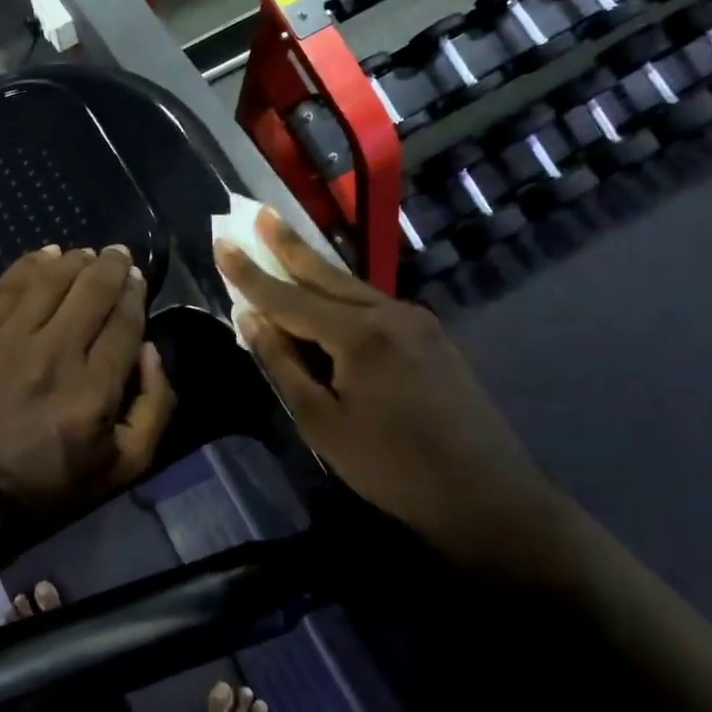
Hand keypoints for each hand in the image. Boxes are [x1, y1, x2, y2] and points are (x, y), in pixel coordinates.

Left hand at [0, 245, 175, 519]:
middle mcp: (56, 355)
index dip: (134, 293)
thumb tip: (149, 349)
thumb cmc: (50, 484)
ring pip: (51, 280)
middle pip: (91, 291)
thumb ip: (154, 407)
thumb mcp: (124, 467)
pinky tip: (46, 254)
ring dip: (74, 260)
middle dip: (112, 266)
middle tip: (118, 254)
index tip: (137, 278)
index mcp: (95, 391)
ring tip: (86, 254)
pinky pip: (8, 286)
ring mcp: (11, 341)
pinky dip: (30, 264)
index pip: (124, 322)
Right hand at [215, 211, 567, 580]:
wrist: (489, 498)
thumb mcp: (322, 423)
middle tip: (259, 213)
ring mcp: (417, 322)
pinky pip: (374, 304)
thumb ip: (283, 364)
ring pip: (352, 286)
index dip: (249, 273)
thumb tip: (251, 319)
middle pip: (325, 274)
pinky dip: (342, 294)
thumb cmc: (393, 468)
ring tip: (285, 242)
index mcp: (358, 334)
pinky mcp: (432, 337)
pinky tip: (329, 293)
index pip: (288, 297)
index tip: (221, 242)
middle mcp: (389, 313)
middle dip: (288, 245)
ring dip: (315, 266)